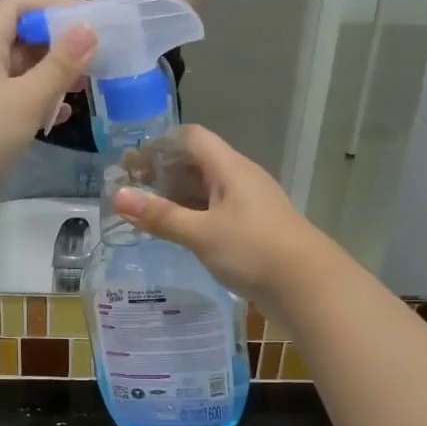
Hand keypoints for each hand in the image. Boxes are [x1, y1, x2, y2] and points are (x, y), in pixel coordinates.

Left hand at [0, 0, 96, 223]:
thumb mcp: (26, 97)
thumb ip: (59, 65)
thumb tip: (88, 29)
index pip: (17, 8)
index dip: (51, 6)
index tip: (89, 16)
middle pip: (21, 41)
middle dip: (58, 44)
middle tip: (97, 53)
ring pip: (21, 76)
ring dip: (52, 77)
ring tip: (87, 84)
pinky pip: (17, 105)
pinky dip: (40, 106)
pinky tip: (62, 116)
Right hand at [111, 125, 340, 316]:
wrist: (309, 287)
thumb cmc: (253, 250)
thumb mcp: (201, 233)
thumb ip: (160, 215)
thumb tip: (117, 196)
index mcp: (230, 168)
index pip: (192, 138)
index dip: (160, 144)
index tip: (131, 162)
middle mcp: (240, 180)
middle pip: (197, 163)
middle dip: (163, 172)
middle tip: (129, 189)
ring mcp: (249, 206)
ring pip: (206, 190)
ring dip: (176, 196)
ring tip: (145, 212)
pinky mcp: (253, 230)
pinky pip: (216, 213)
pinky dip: (192, 216)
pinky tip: (176, 233)